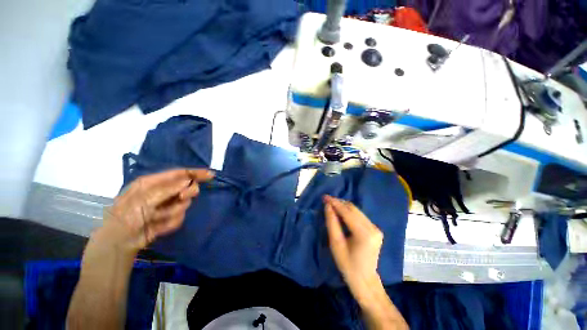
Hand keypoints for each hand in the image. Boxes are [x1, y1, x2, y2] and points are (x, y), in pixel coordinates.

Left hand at [95, 169, 213, 253]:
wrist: (119, 242)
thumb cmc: (126, 216)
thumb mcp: (144, 199)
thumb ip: (167, 189)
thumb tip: (188, 181)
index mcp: (153, 182)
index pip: (180, 173)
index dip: (196, 173)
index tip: (211, 175)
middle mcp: (163, 192)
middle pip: (187, 187)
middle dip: (186, 193)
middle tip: (181, 198)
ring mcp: (167, 206)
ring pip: (184, 204)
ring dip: (172, 212)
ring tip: (156, 218)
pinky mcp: (169, 218)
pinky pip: (180, 218)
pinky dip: (170, 223)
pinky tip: (157, 227)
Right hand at [324, 195, 383, 299]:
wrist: (364, 280)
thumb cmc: (347, 265)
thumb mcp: (336, 244)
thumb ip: (332, 223)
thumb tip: (328, 206)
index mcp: (364, 234)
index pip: (348, 212)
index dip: (335, 203)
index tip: (325, 197)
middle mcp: (373, 228)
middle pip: (353, 209)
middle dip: (339, 203)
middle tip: (326, 200)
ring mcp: (376, 228)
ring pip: (357, 210)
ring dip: (343, 206)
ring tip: (331, 204)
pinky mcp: (375, 229)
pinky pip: (360, 215)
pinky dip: (349, 212)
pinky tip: (340, 212)